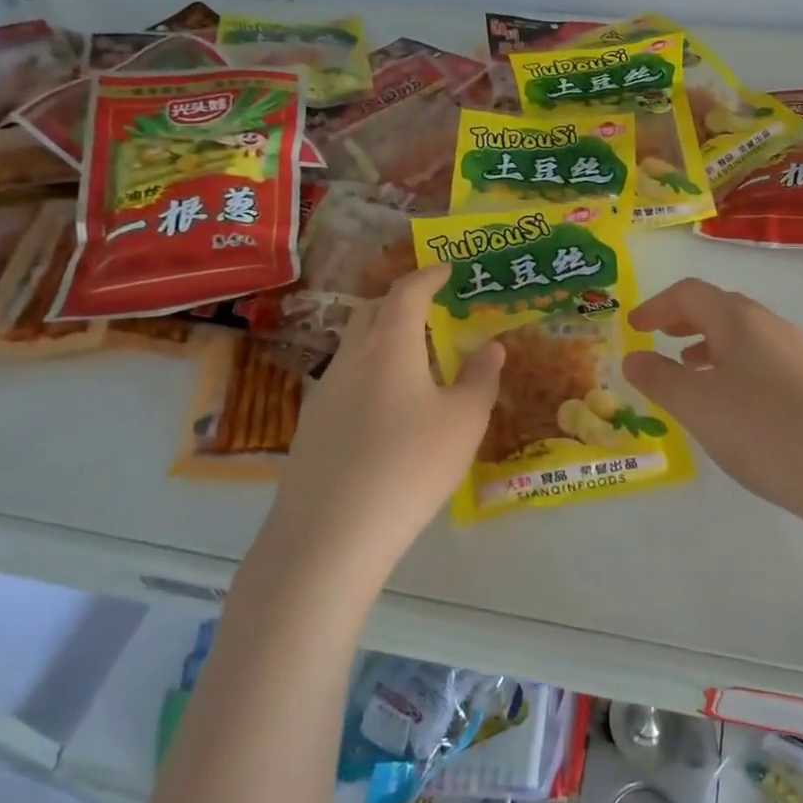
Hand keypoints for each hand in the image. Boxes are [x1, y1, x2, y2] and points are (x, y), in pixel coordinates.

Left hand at [263, 265, 502, 582]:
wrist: (330, 533)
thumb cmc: (410, 465)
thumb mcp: (464, 422)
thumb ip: (480, 378)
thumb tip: (491, 347)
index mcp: (390, 346)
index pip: (406, 292)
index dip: (428, 275)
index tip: (447, 269)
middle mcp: (351, 358)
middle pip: (372, 312)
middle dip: (401, 301)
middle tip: (430, 308)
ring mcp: (325, 392)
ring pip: (354, 346)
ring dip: (383, 338)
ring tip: (413, 359)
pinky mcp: (311, 425)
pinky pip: (345, 380)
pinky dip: (370, 373)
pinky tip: (386, 409)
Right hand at [623, 278, 802, 541]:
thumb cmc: (766, 431)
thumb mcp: (698, 407)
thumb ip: (660, 379)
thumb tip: (633, 358)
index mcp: (741, 321)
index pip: (690, 293)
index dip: (657, 306)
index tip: (635, 327)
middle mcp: (774, 327)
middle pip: (722, 309)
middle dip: (685, 321)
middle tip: (660, 339)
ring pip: (747, 338)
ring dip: (712, 346)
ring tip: (693, 372)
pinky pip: (767, 363)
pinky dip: (739, 369)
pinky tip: (738, 406)